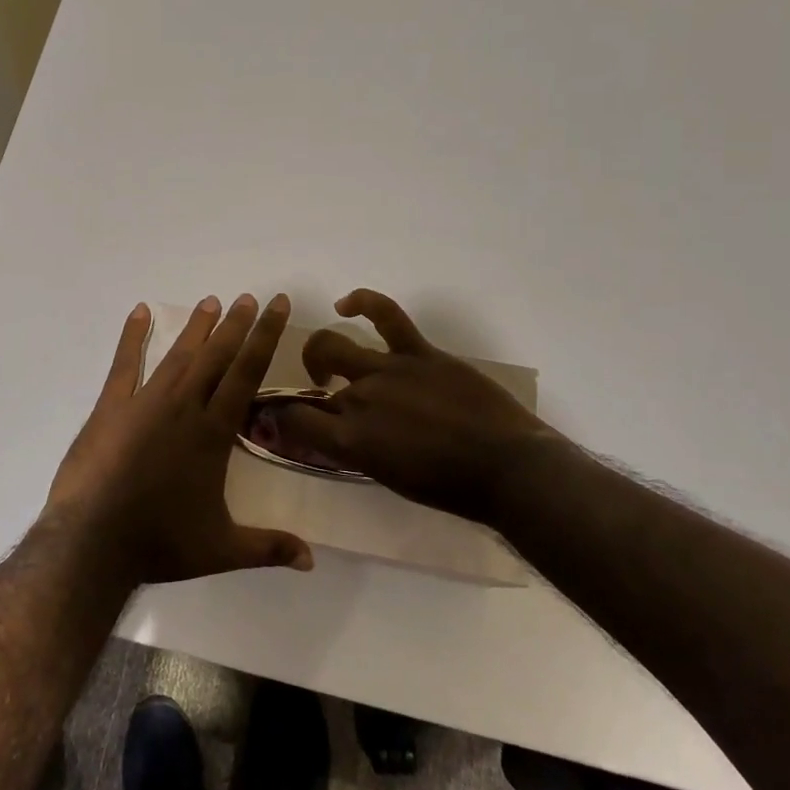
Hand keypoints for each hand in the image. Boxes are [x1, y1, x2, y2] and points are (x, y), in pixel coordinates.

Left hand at [45, 293, 314, 586]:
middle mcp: (184, 407)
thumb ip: (269, 548)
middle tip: (251, 298)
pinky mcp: (111, 407)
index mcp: (213, 432)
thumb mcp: (222, 549)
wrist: (94, 543)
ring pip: (179, 355)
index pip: (247, 373)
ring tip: (212, 301)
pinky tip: (140, 312)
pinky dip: (132, 336)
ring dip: (197, 327)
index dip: (265, 337)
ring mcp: (145, 403)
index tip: (276, 306)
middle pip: (217, 356)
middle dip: (237, 325)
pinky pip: (124, 364)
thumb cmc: (160, 543)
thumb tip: (313, 561)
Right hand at [263, 289, 561, 525]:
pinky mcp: (418, 352)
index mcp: (352, 441)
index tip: (280, 419)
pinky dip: (362, 301)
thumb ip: (359, 451)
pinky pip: (385, 314)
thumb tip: (343, 435)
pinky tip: (348, 304)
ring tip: (328, 363)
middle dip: (310, 389)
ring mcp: (388, 370)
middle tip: (323, 397)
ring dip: (322, 354)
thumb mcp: (391, 479)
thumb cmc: (452, 488)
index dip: (280, 418)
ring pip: (334, 345)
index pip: (295, 421)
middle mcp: (360, 400)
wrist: (508, 468)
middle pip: (316, 386)